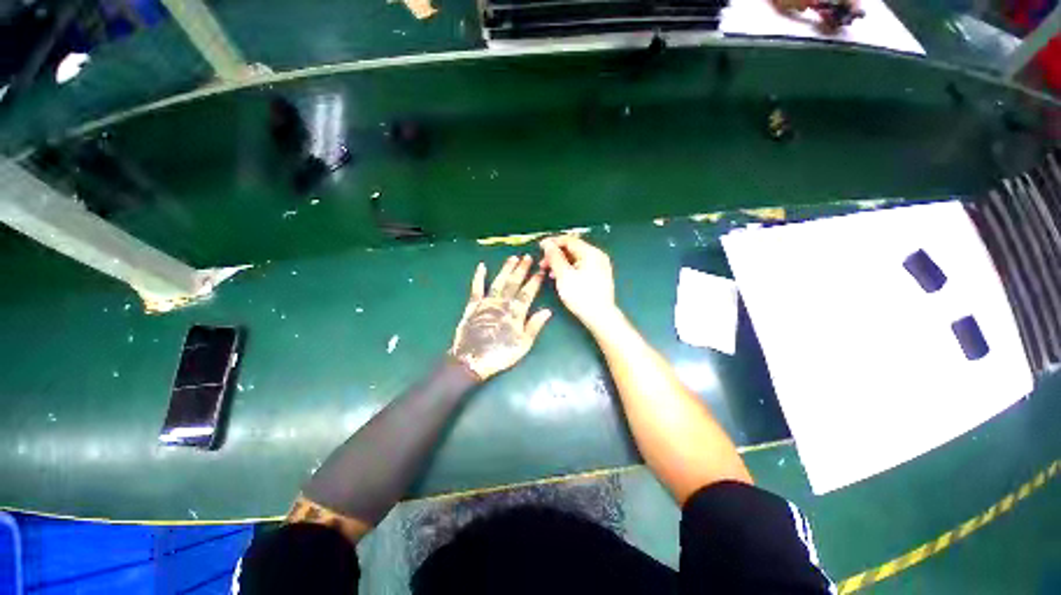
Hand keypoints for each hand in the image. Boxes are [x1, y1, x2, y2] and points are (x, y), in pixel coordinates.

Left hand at [450, 255, 551, 379]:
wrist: (472, 361)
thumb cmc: (500, 355)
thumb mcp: (523, 345)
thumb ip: (534, 326)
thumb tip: (547, 311)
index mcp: (515, 313)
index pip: (527, 293)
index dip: (534, 281)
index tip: (540, 270)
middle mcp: (502, 303)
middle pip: (513, 283)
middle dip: (521, 269)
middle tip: (528, 257)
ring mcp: (486, 303)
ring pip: (498, 282)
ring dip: (506, 269)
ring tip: (513, 258)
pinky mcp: (473, 306)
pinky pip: (476, 288)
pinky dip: (478, 277)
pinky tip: (482, 266)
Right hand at [539, 236, 618, 330]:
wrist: (600, 317)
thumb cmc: (582, 296)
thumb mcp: (564, 275)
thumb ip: (554, 257)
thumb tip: (547, 244)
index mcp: (591, 253)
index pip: (569, 240)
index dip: (553, 242)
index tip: (540, 247)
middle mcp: (597, 256)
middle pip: (572, 249)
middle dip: (555, 254)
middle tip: (542, 263)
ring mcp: (599, 266)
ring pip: (575, 258)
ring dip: (560, 262)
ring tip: (548, 271)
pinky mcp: (598, 276)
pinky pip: (580, 266)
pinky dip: (568, 269)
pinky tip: (560, 277)